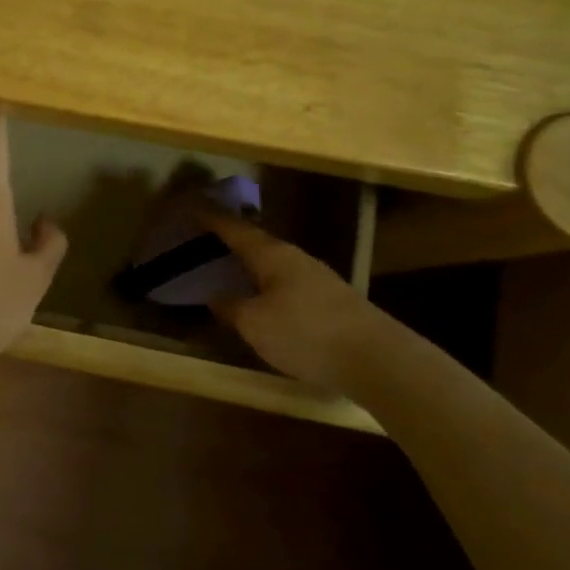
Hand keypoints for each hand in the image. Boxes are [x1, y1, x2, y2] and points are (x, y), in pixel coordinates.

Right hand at [205, 214, 384, 389]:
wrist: (378, 359)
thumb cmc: (306, 334)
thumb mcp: (255, 324)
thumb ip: (231, 308)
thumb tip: (215, 296)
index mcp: (273, 255)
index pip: (235, 230)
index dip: (212, 221)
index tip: (191, 210)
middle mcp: (297, 259)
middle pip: (258, 244)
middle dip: (233, 243)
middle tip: (207, 243)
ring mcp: (319, 279)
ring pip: (276, 266)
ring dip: (253, 267)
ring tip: (231, 273)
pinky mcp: (334, 302)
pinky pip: (290, 285)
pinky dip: (269, 286)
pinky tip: (265, 301)